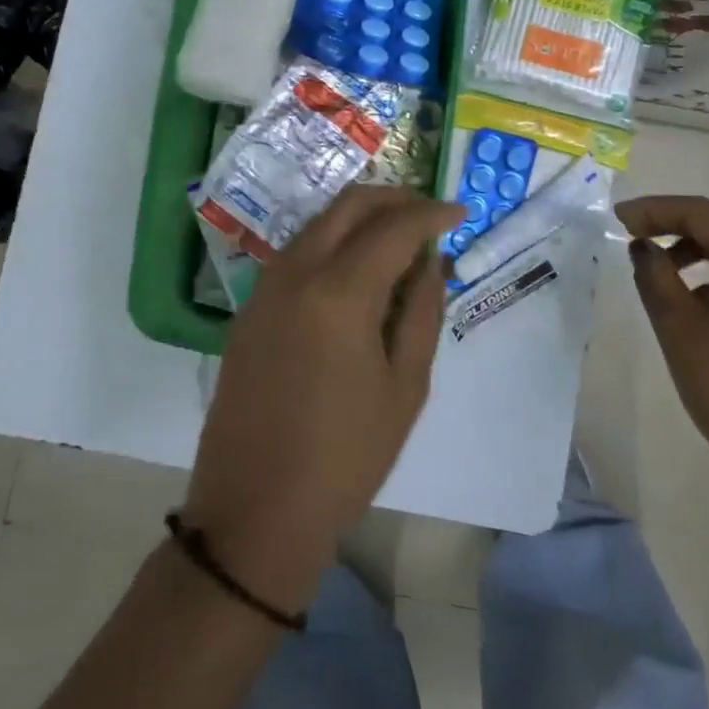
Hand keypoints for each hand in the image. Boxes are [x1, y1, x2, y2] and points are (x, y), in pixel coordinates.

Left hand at [184, 186, 463, 610]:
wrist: (254, 510)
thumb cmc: (345, 456)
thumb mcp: (406, 387)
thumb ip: (422, 311)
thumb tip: (429, 262)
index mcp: (340, 292)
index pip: (394, 227)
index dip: (432, 213)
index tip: (460, 212)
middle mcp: (295, 274)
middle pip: (348, 205)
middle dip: (394, 198)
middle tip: (429, 214)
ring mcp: (265, 289)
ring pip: (318, 223)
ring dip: (360, 217)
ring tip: (398, 238)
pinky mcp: (249, 310)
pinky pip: (296, 253)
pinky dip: (331, 242)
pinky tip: (355, 269)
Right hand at [616, 196, 708, 495]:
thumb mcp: (678, 326)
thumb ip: (655, 275)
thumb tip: (643, 247)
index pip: (703, 214)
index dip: (656, 209)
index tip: (618, 217)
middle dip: (675, 222)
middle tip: (632, 230)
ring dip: (695, 247)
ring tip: (656, 264)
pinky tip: (691, 295)